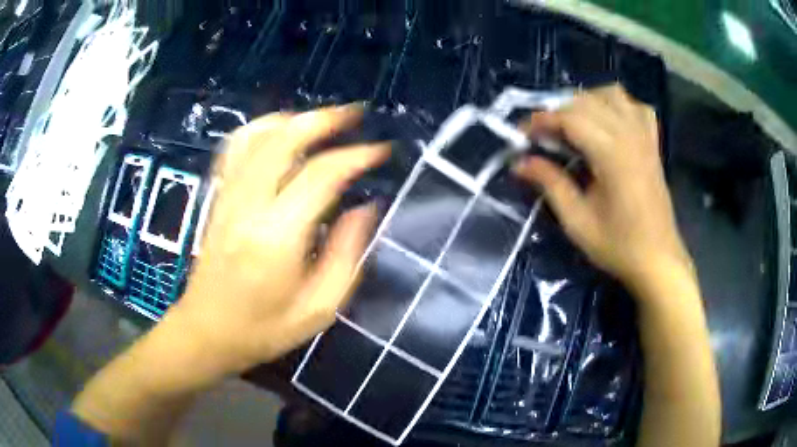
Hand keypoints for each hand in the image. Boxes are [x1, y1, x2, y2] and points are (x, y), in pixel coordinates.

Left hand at [170, 105, 388, 376]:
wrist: (207, 331)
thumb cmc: (264, 329)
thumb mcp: (319, 308)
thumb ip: (347, 254)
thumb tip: (367, 208)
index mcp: (277, 237)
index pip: (321, 175)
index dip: (355, 156)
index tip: (381, 151)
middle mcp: (248, 205)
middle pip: (284, 139)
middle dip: (324, 119)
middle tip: (355, 116)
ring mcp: (227, 196)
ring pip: (258, 135)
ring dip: (294, 119)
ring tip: (323, 122)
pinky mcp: (218, 197)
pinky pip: (235, 147)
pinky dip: (261, 129)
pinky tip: (279, 132)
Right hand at [515, 85, 692, 294]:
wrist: (658, 260)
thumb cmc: (618, 246)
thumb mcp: (577, 221)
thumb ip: (550, 184)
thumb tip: (519, 162)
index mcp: (612, 154)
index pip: (570, 118)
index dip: (541, 121)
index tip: (521, 135)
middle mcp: (629, 135)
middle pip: (587, 101)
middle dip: (559, 111)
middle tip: (543, 136)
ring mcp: (644, 137)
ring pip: (613, 95)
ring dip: (588, 102)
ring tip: (574, 124)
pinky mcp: (652, 144)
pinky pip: (636, 108)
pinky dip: (619, 106)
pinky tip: (609, 123)